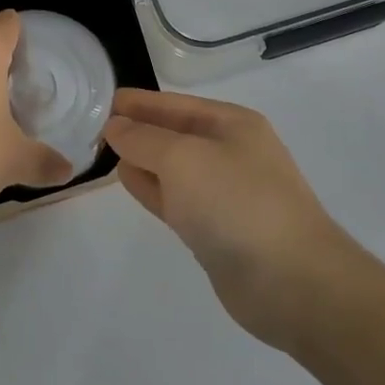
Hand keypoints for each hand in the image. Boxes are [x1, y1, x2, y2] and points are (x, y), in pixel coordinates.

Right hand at [104, 88, 372, 351]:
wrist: (292, 282)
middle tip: (91, 128)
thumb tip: (115, 126)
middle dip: (137, 129)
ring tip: (103, 152)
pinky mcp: (216, 230)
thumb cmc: (237, 203)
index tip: (100, 102)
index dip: (138, 102)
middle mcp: (230, 152)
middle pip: (173, 133)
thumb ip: (143, 139)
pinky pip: (175, 198)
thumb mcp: (182, 158)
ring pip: (172, 168)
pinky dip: (151, 188)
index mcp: (232, 124)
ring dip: (141, 159)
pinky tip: (127, 182)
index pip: (174, 104)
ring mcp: (224, 193)